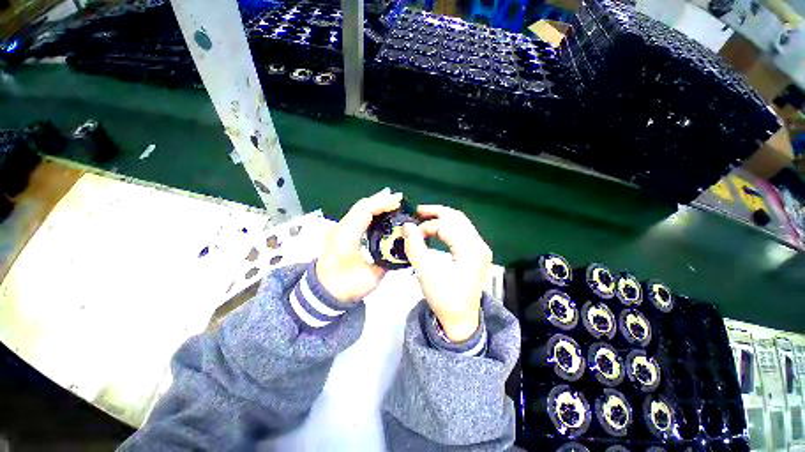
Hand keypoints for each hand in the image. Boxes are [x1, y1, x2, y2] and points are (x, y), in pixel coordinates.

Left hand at [316, 188, 402, 302]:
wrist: (321, 294)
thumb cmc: (344, 287)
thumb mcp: (370, 277)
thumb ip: (386, 261)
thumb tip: (399, 248)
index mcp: (346, 237)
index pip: (365, 211)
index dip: (382, 203)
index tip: (399, 201)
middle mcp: (340, 228)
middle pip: (361, 206)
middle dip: (381, 199)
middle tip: (399, 198)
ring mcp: (338, 229)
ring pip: (358, 209)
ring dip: (376, 204)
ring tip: (393, 203)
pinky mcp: (340, 233)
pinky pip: (356, 216)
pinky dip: (370, 212)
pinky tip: (380, 213)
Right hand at [403, 205, 491, 341]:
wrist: (461, 320)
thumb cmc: (444, 299)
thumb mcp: (425, 273)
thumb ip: (415, 247)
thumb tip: (406, 225)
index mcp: (471, 250)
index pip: (446, 226)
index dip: (426, 226)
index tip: (411, 233)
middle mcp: (480, 245)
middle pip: (457, 218)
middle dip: (435, 213)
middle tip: (417, 212)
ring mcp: (480, 248)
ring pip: (460, 223)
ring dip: (441, 219)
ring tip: (423, 219)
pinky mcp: (477, 253)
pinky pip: (462, 232)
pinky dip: (447, 228)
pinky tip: (435, 230)